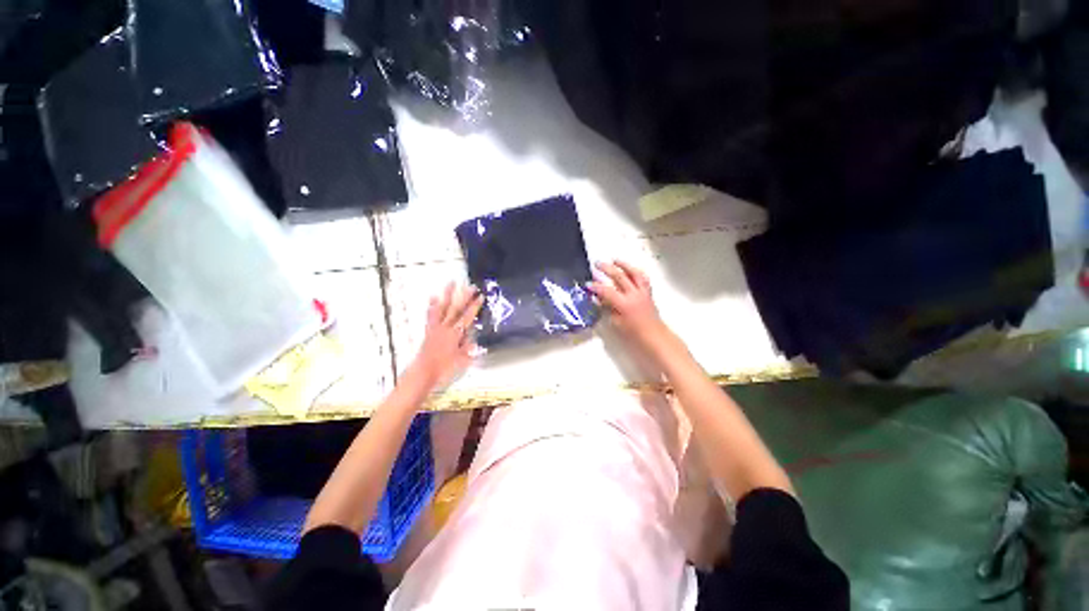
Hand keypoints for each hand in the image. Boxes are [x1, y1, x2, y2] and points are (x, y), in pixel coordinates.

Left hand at [410, 283, 483, 387]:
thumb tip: (474, 340)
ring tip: (450, 283)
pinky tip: (433, 297)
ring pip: (443, 308)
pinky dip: (432, 306)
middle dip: (464, 296)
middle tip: (470, 286)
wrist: (423, 374)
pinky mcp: (429, 331)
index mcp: (455, 335)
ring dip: (447, 295)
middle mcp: (446, 328)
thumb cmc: (443, 369)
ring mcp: (436, 328)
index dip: (474, 306)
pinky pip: (431, 315)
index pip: (467, 317)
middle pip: (456, 309)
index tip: (480, 296)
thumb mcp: (461, 361)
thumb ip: (468, 349)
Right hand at [588, 260, 668, 347]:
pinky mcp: (648, 292)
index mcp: (624, 304)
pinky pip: (642, 278)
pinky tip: (629, 270)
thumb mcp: (616, 323)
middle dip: (607, 268)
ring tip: (614, 260)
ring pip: (634, 273)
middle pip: (619, 276)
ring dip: (623, 265)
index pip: (607, 291)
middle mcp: (634, 294)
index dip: (596, 286)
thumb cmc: (633, 334)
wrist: (654, 337)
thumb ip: (608, 308)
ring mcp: (642, 292)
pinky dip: (635, 272)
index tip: (587, 284)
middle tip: (597, 264)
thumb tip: (599, 298)